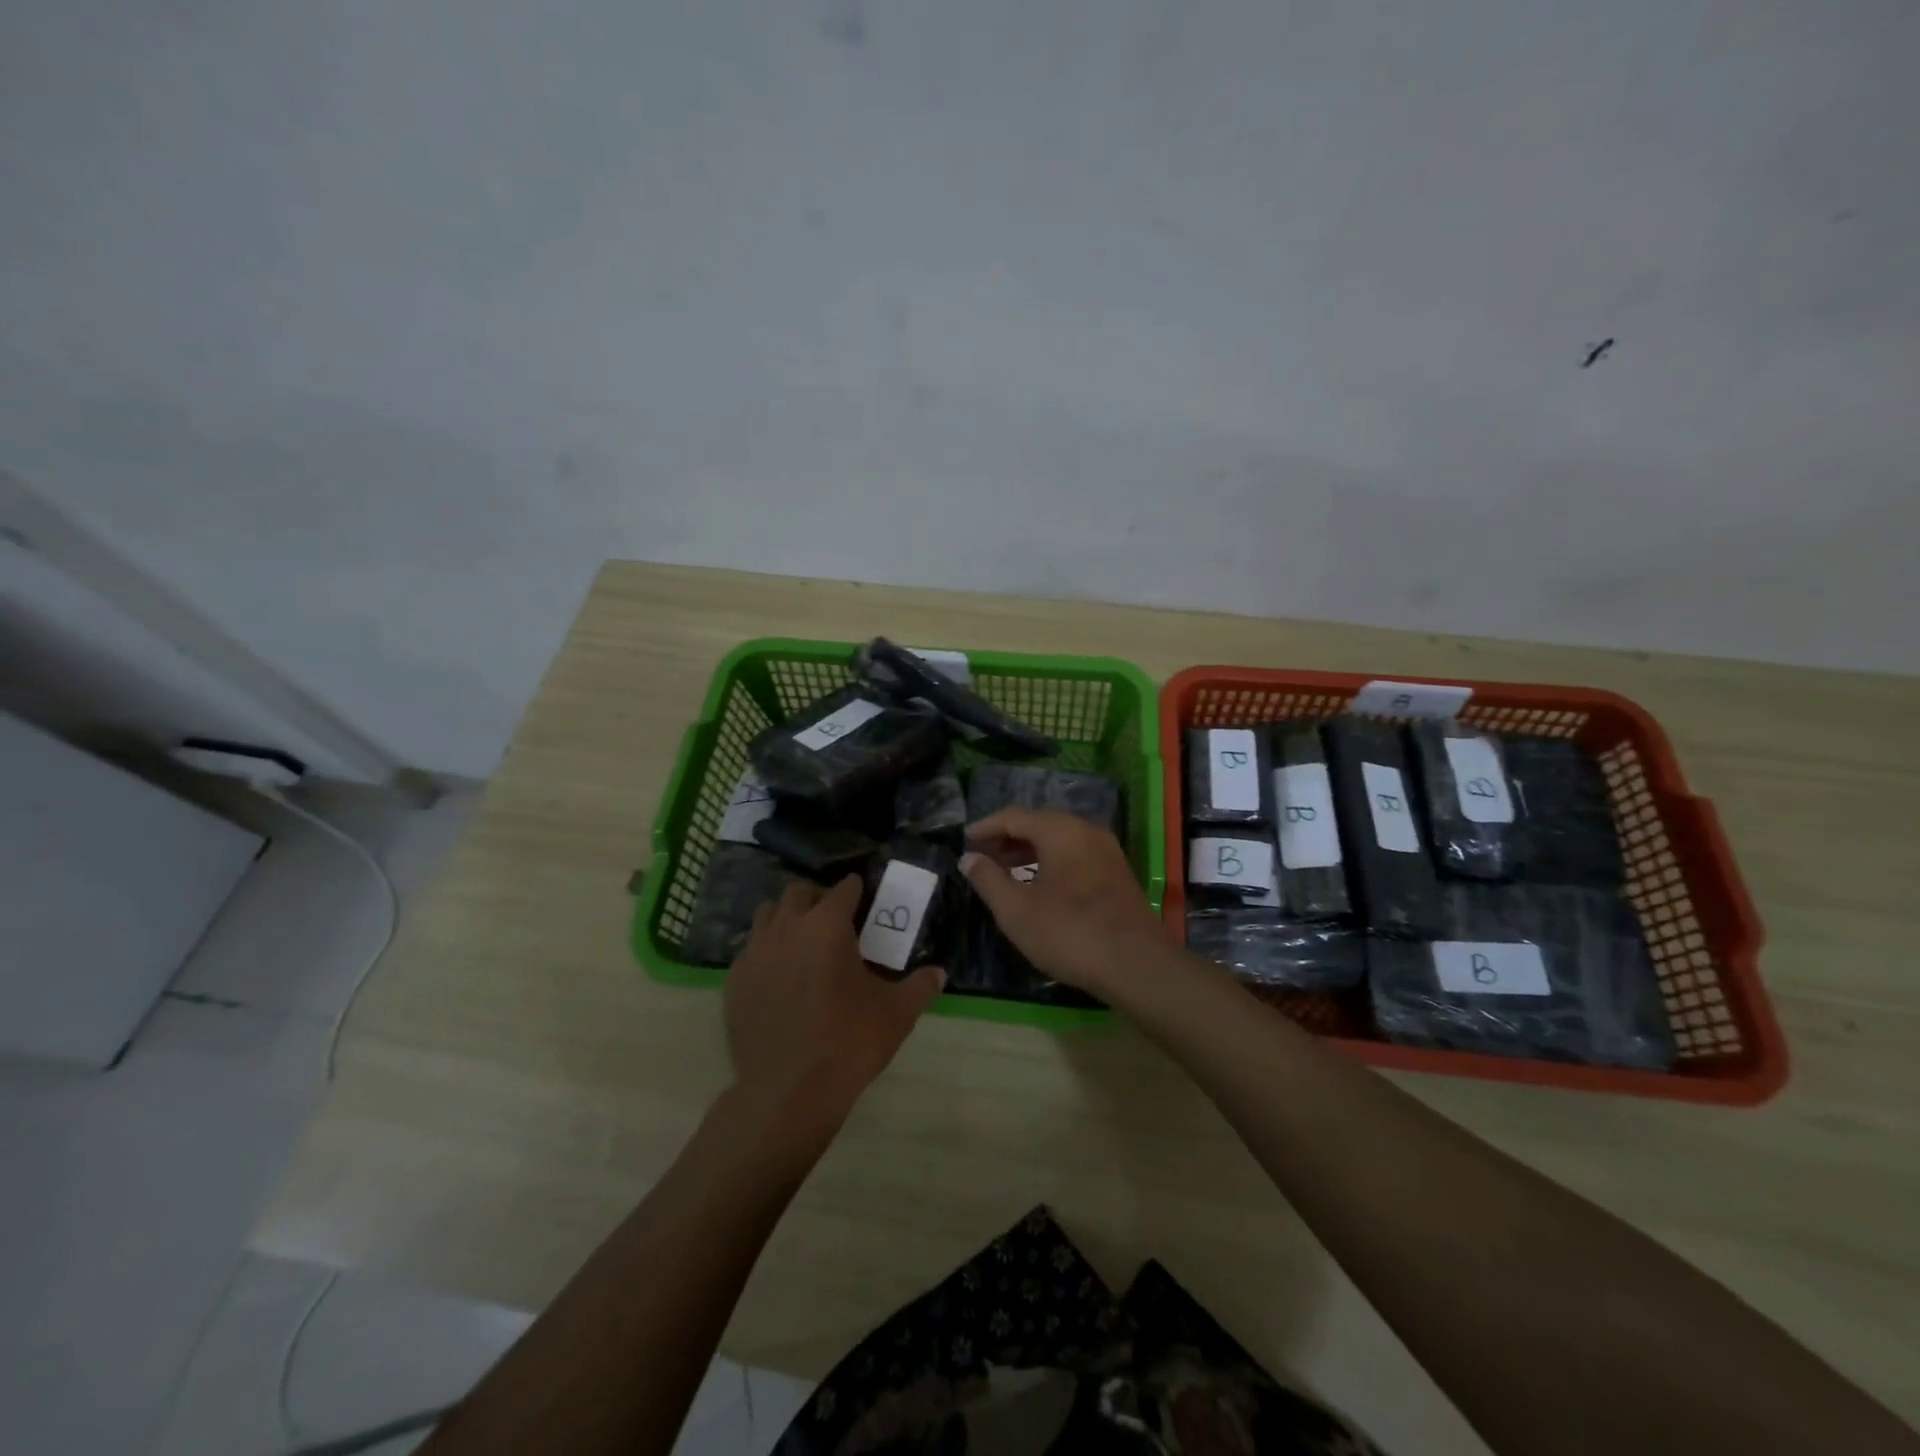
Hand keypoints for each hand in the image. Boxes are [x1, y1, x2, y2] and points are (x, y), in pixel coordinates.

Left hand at [725, 876, 944, 1130]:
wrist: (787, 1091)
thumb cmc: (849, 1043)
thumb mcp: (897, 1014)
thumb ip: (921, 986)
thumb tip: (939, 973)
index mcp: (828, 926)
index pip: (843, 889)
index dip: (856, 890)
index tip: (863, 898)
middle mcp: (788, 927)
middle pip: (799, 892)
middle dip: (817, 898)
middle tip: (833, 919)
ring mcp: (756, 952)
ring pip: (768, 914)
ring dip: (787, 918)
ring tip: (802, 940)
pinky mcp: (735, 979)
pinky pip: (750, 949)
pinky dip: (766, 951)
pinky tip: (779, 975)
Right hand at [961, 809, 1168, 996]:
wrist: (1137, 964)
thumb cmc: (1068, 932)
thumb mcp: (1016, 910)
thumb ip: (988, 880)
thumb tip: (969, 858)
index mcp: (1060, 830)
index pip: (1014, 816)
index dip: (986, 827)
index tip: (964, 840)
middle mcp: (1086, 831)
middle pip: (1040, 823)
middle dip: (1008, 838)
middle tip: (983, 856)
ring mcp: (1107, 852)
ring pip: (1060, 840)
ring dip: (1030, 851)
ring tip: (1006, 872)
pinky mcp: (1118, 874)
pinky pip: (1076, 855)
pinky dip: (1051, 862)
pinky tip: (1040, 886)